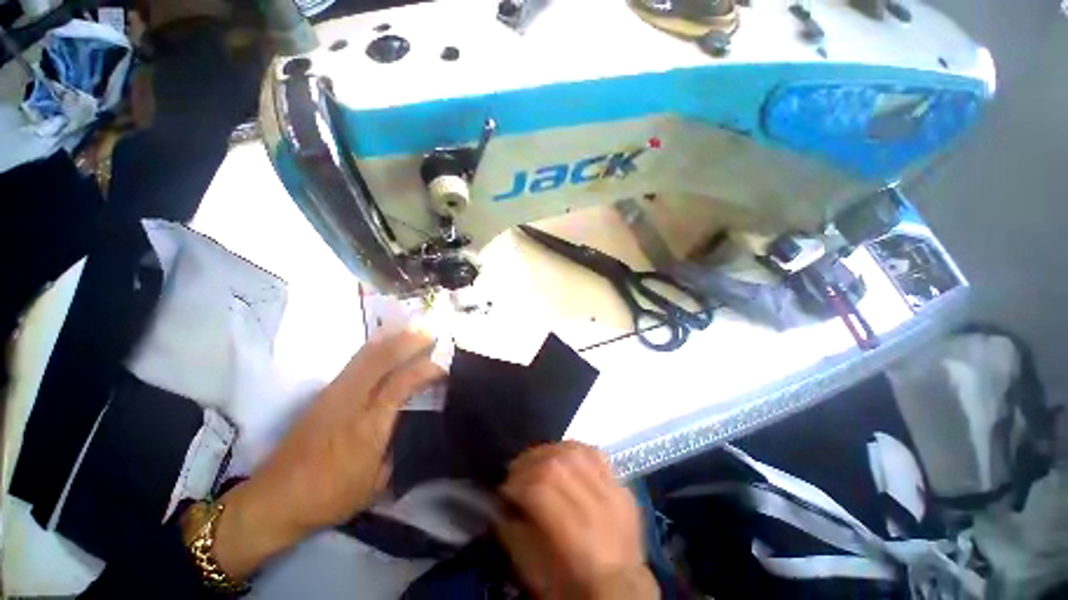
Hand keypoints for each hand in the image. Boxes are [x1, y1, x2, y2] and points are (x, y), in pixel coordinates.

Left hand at [209, 329, 444, 578]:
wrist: (275, 498)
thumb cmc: (332, 496)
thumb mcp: (377, 482)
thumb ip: (398, 446)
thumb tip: (414, 422)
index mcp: (369, 425)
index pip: (402, 383)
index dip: (426, 369)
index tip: (445, 365)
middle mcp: (352, 400)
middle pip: (383, 358)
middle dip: (411, 340)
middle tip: (433, 331)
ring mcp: (335, 393)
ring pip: (367, 354)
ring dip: (394, 337)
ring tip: (414, 328)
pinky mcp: (324, 392)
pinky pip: (356, 360)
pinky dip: (376, 345)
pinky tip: (386, 340)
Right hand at [496, 442, 658, 599]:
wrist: (622, 592)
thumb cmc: (573, 587)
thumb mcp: (535, 573)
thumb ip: (513, 534)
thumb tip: (500, 503)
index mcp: (576, 538)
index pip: (541, 491)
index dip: (517, 484)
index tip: (504, 490)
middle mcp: (598, 508)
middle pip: (558, 465)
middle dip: (528, 463)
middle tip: (514, 473)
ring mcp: (614, 492)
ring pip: (576, 452)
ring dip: (548, 451)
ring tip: (534, 461)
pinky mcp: (622, 485)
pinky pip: (594, 452)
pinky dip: (572, 448)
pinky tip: (560, 454)